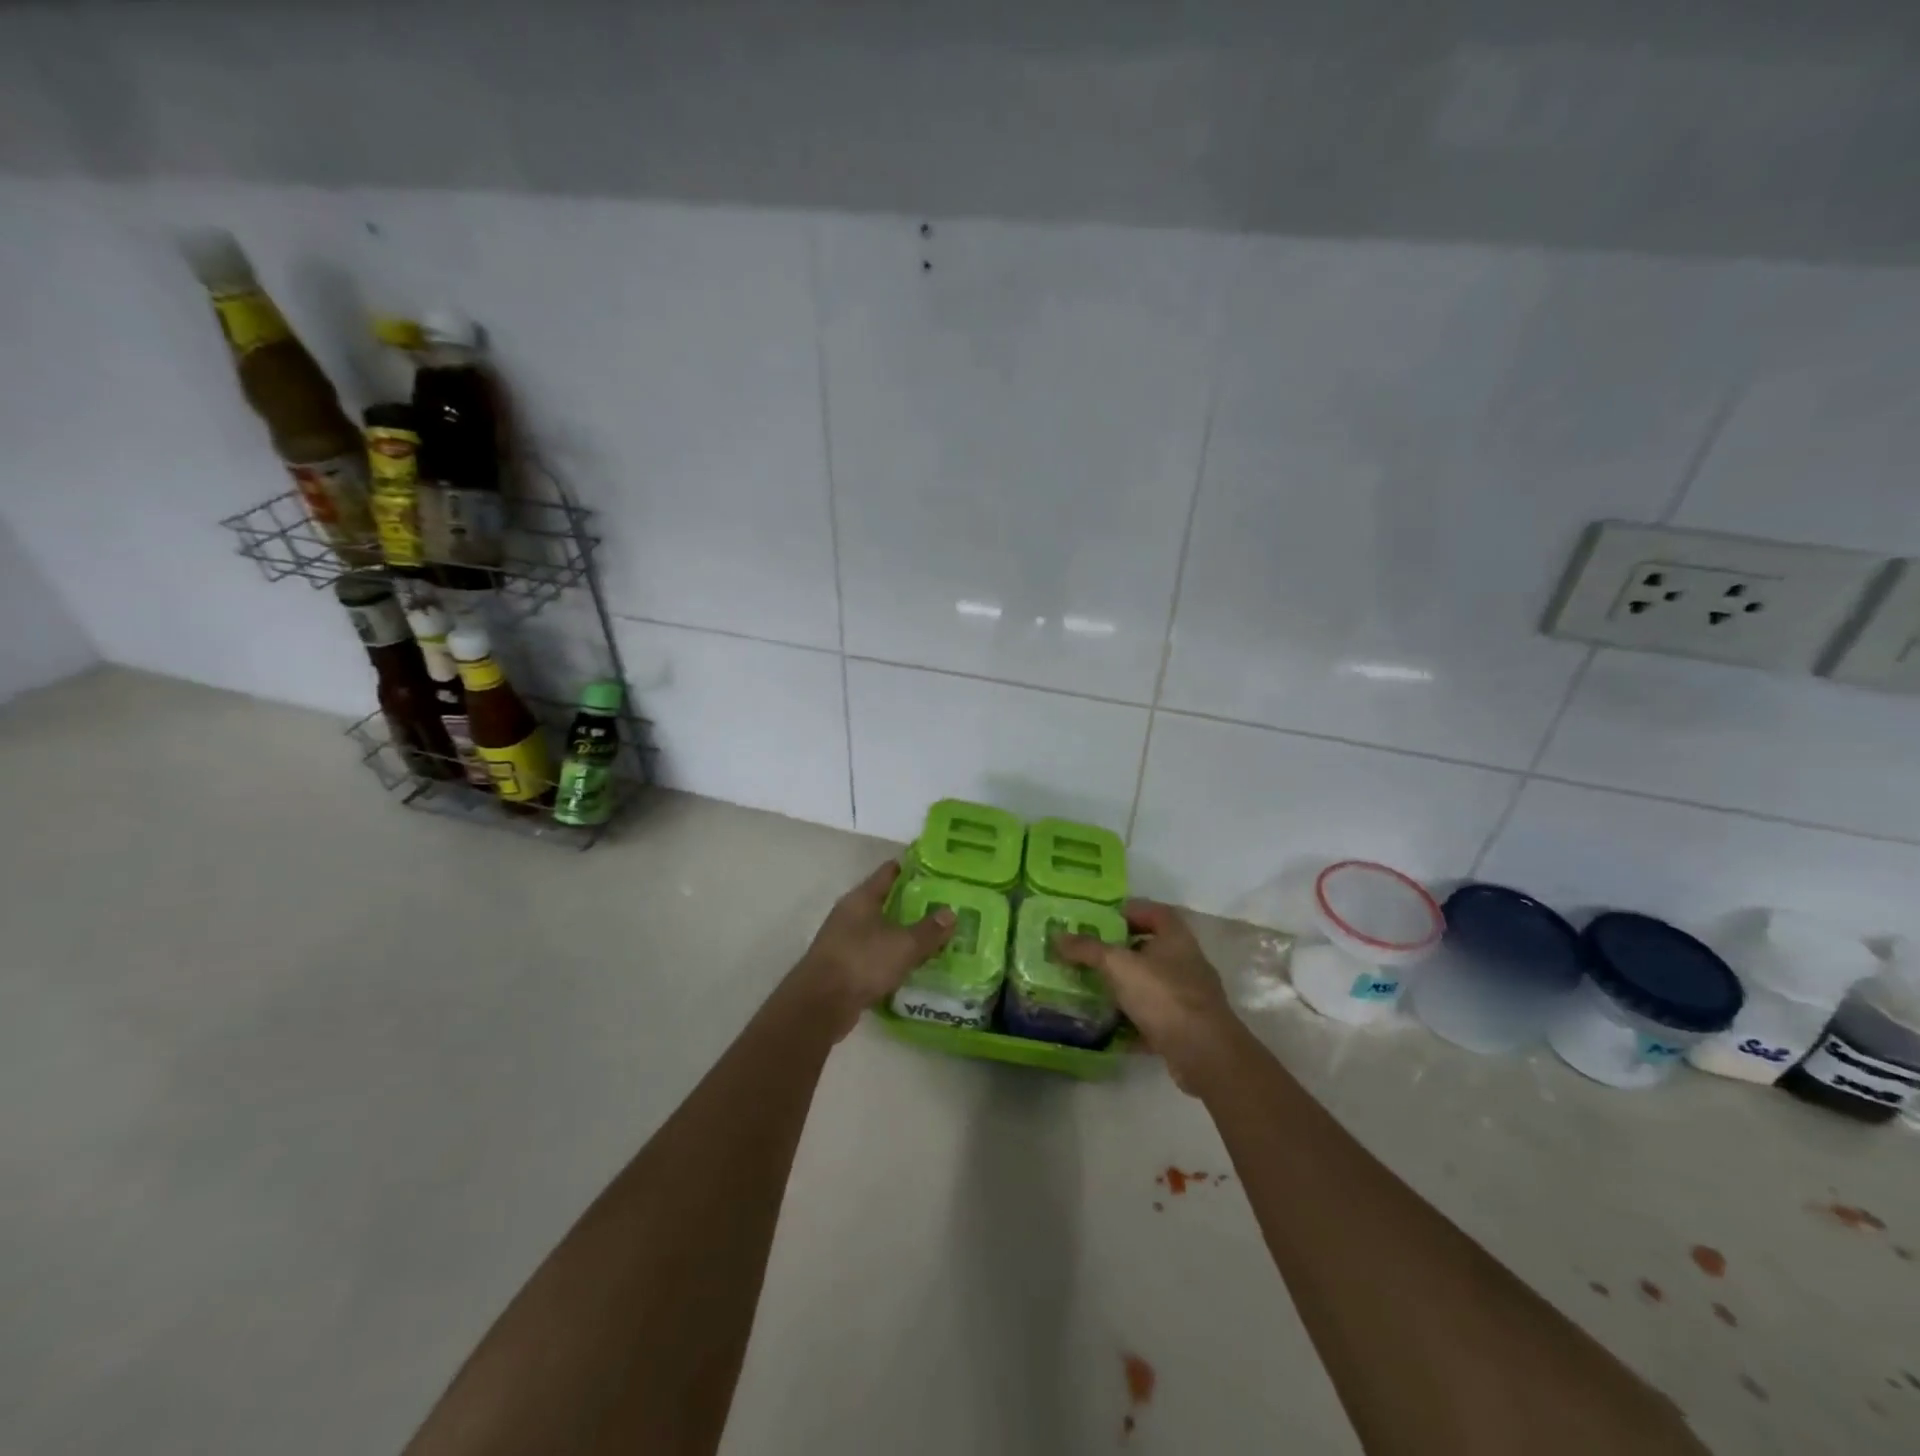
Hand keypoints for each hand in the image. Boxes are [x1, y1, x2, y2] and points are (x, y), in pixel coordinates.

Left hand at [791, 862, 954, 1039]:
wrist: (820, 1005)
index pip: (888, 873)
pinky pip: (874, 953)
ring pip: (879, 929)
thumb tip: (951, 912)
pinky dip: (891, 955)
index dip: (911, 869)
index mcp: (861, 898)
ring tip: (932, 935)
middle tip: (942, 905)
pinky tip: (910, 964)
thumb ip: (929, 930)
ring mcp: (844, 940)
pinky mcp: (843, 966)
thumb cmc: (862, 962)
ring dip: (901, 931)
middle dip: (911, 903)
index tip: (936, 870)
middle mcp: (850, 914)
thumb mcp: (904, 945)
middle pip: (884, 901)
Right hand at [1055, 900, 1244, 1093]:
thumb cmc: (1163, 995)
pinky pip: (1153, 1018)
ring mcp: (1189, 997)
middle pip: (1150, 949)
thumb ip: (1087, 949)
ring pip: (1150, 985)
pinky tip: (1108, 1028)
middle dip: (1120, 952)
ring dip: (1124, 988)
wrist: (1204, 1053)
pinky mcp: (1185, 1028)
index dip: (1129, 911)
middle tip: (1089, 955)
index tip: (1101, 920)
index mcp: (1176, 938)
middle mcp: (1186, 962)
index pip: (1153, 912)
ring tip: (1092, 989)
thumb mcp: (1118, 966)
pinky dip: (1132, 1022)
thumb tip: (1057, 936)